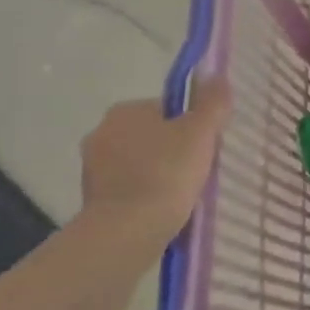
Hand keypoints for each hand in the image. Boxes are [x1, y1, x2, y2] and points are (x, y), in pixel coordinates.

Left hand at [78, 81, 230, 241]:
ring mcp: (93, 168)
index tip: (206, 146)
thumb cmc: (166, 173)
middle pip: (153, 135)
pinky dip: (147, 195)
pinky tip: (165, 210)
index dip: (192, 125)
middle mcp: (102, 132)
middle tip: (199, 170)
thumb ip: (212, 103)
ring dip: (160, 173)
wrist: (127, 232)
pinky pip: (130, 188)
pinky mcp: (92, 199)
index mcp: (124, 110)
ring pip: (140, 162)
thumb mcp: (201, 132)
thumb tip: (217, 77)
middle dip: (175, 150)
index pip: (167, 109)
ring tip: (184, 194)